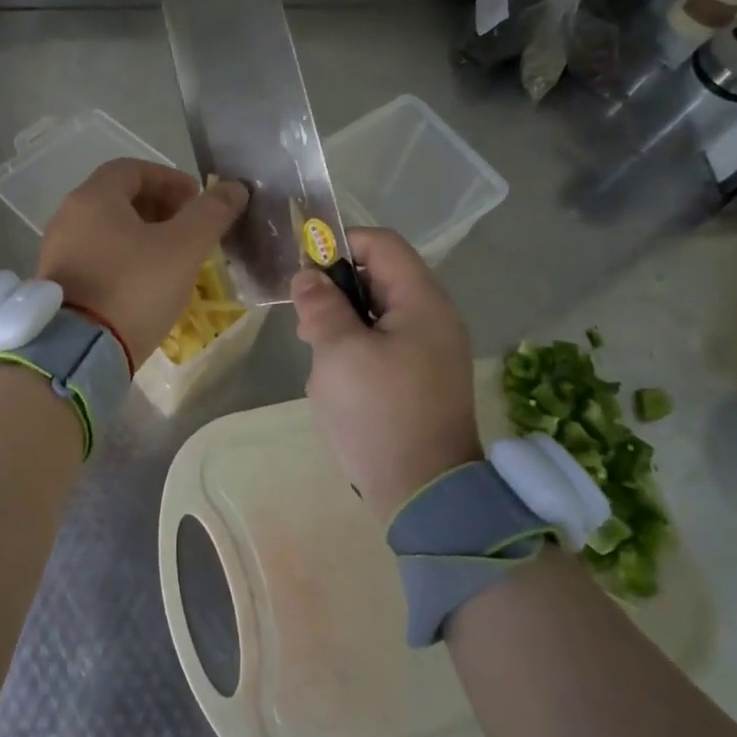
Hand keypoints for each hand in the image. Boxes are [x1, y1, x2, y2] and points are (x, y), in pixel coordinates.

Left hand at [39, 159, 248, 367]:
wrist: (80, 353)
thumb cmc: (134, 288)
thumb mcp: (183, 248)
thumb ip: (211, 213)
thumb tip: (234, 188)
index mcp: (93, 198)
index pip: (133, 168)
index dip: (170, 179)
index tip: (197, 202)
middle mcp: (68, 217)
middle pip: (118, 198)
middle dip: (159, 207)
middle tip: (189, 230)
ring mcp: (58, 251)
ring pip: (107, 229)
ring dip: (142, 235)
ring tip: (172, 259)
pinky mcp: (57, 283)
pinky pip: (95, 257)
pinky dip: (123, 258)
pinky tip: (145, 284)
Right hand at [291, 228, 481, 523]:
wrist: (424, 492)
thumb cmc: (378, 412)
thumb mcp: (338, 352)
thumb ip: (321, 306)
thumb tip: (308, 275)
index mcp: (422, 302)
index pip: (382, 244)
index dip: (339, 245)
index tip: (304, 271)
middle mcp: (433, 318)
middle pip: (378, 278)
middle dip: (335, 292)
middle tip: (305, 324)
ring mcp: (430, 351)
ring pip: (376, 314)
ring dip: (341, 325)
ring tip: (317, 355)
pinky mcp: (420, 379)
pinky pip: (383, 346)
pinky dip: (355, 351)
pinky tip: (336, 381)